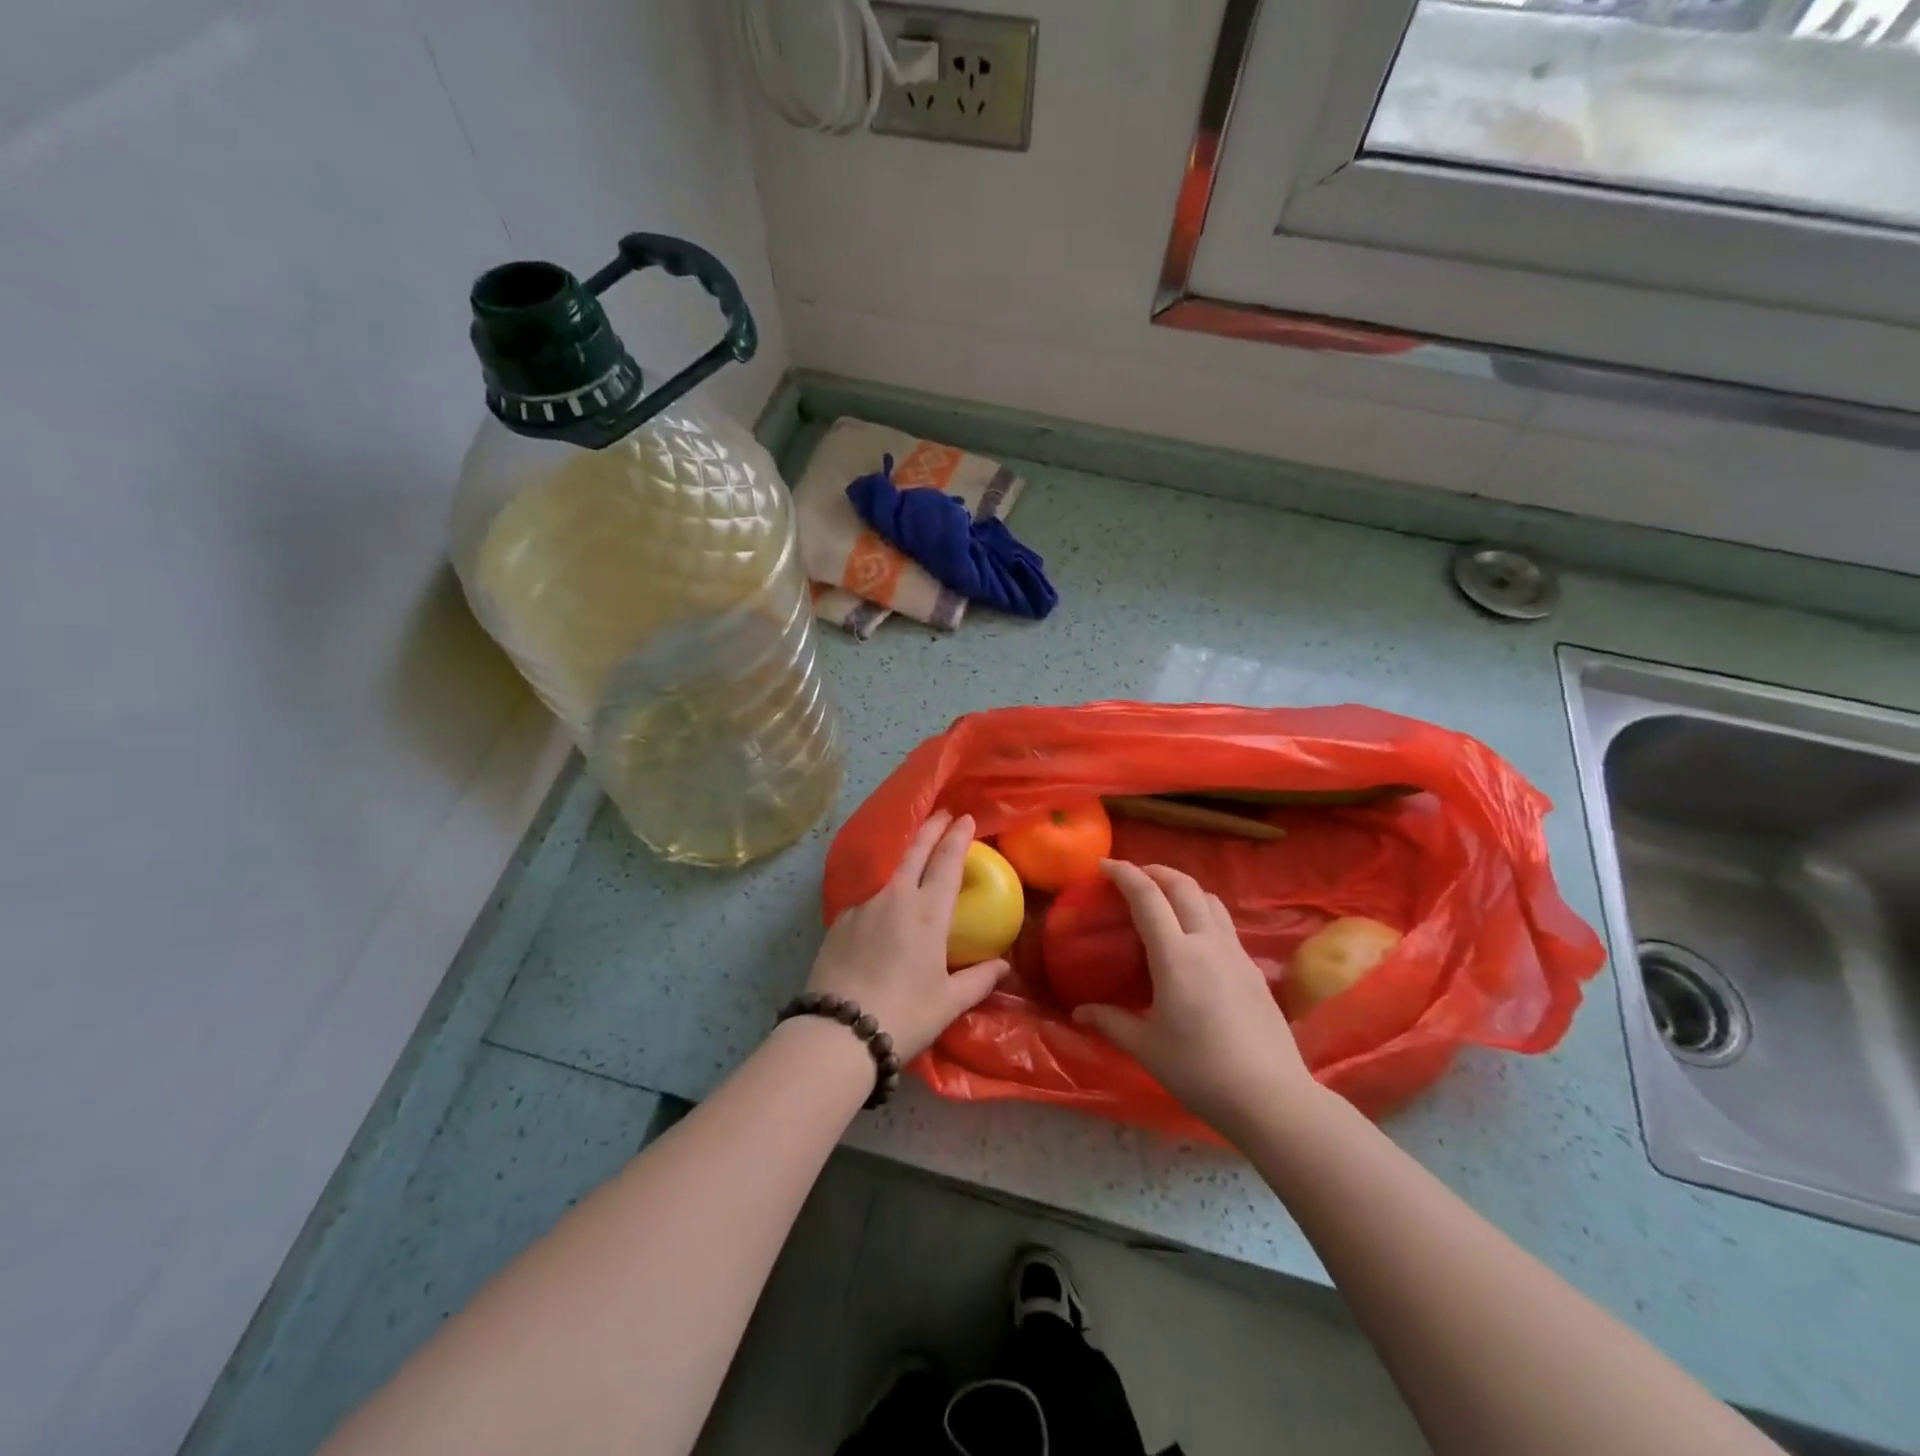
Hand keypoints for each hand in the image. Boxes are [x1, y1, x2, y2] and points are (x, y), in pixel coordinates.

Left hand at [805, 811, 1011, 1061]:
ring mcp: (864, 907)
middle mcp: (896, 898)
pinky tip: (881, 919)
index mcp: (928, 912)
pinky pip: (868, 902)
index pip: (947, 862)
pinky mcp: (840, 922)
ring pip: (890, 876)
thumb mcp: (949, 1002)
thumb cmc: (905, 1014)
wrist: (839, 1030)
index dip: (957, 837)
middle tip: (942, 814)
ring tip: (914, 868)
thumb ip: (979, 979)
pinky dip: (882, 901)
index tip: (964, 818)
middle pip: (916, 852)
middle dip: (931, 829)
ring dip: (905, 864)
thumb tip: (1003, 966)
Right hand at [1073, 861, 1324, 1136]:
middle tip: (1134, 876)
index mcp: (1176, 956)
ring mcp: (1236, 953)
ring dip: (1183, 888)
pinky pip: (1224, 923)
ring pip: (1210, 900)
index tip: (1105, 865)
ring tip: (1164, 899)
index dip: (1125, 874)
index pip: (1147, 897)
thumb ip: (1111, 1022)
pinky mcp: (1254, 969)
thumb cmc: (1200, 1071)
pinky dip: (1203, 912)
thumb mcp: (1147, 1048)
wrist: (1271, 1098)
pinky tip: (1194, 938)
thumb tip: (1079, 1012)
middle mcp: (1208, 943)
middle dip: (1156, 872)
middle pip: (1183, 886)